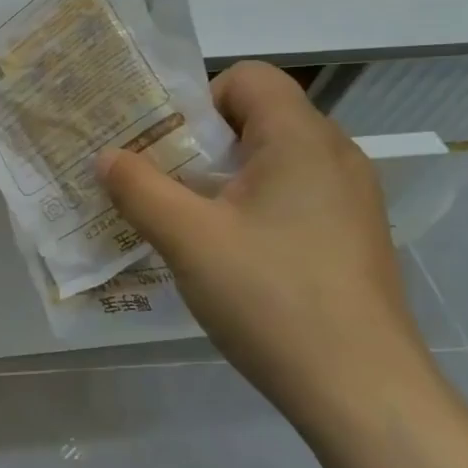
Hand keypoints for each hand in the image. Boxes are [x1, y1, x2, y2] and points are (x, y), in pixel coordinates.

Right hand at [98, 61, 430, 410]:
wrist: (360, 390)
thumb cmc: (270, 297)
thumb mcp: (187, 238)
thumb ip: (139, 188)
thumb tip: (107, 156)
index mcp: (302, 139)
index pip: (248, 77)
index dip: (198, 100)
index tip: (167, 149)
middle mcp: (335, 156)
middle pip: (258, 118)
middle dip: (201, 144)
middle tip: (161, 185)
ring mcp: (350, 199)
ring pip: (273, 161)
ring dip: (223, 180)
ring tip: (187, 222)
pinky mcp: (351, 237)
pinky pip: (292, 197)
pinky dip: (252, 208)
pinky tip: (230, 256)